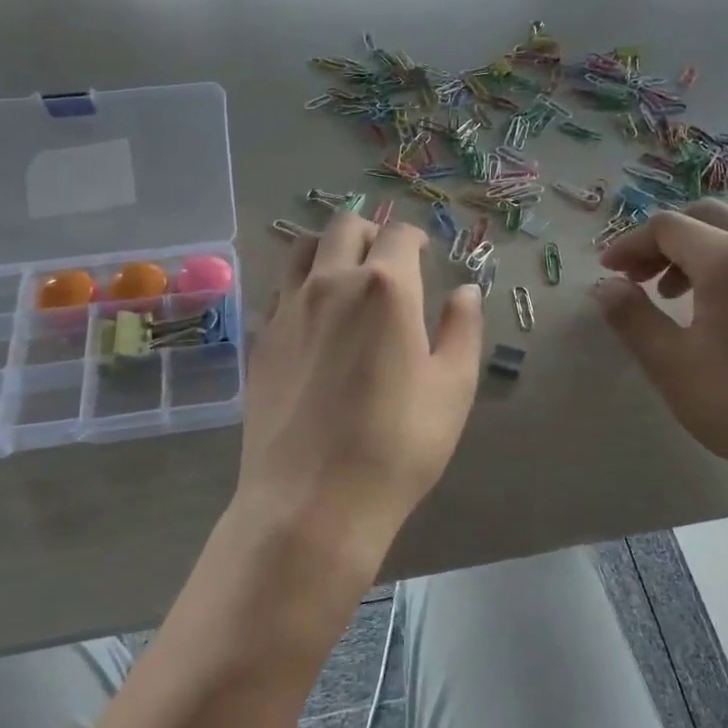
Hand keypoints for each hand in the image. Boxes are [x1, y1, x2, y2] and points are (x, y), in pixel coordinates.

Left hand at [239, 211, 483, 571]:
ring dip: (329, 248)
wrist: (312, 500)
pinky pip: (280, 290)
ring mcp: (288, 308)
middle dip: (371, 233)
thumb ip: (462, 329)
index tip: (424, 254)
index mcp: (386, 287)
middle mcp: (332, 282)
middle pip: (345, 227)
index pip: (399, 235)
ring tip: (346, 274)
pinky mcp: (262, 339)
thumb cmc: (398, 445)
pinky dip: (300, 285)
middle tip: (387, 260)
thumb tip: (466, 291)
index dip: (415, 238)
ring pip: (303, 249)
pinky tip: (313, 316)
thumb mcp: (453, 388)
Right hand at [594, 200, 727, 504]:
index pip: (668, 227)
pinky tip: (719, 307)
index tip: (608, 271)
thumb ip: (632, 317)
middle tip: (637, 278)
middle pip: (705, 216)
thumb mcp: (672, 365)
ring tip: (674, 294)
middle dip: (662, 240)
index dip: (630, 244)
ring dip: (696, 249)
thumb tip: (604, 286)